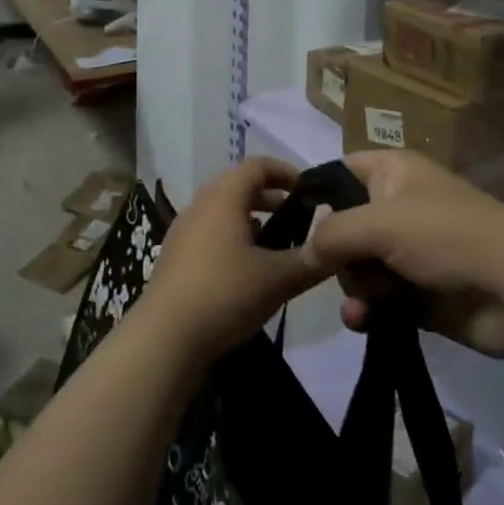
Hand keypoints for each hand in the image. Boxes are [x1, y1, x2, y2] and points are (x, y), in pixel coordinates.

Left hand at [135, 157, 334, 365]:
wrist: (163, 339)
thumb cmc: (224, 295)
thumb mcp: (278, 279)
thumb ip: (311, 261)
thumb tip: (339, 247)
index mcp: (223, 197)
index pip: (256, 165)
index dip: (284, 171)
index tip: (308, 190)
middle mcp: (200, 205)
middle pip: (237, 184)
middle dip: (269, 195)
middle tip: (296, 215)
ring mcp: (182, 231)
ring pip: (221, 210)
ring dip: (249, 217)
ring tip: (275, 242)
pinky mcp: (174, 257)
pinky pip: (208, 232)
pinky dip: (231, 236)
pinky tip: (245, 268)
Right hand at [310, 151, 503, 359]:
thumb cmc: (447, 237)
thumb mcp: (380, 223)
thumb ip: (332, 234)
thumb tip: (304, 252)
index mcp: (393, 172)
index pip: (340, 171)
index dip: (317, 194)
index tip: (295, 224)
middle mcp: (398, 206)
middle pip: (343, 226)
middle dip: (338, 253)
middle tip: (347, 267)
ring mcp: (410, 252)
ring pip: (358, 266)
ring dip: (354, 286)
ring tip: (366, 302)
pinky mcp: (419, 293)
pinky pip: (377, 298)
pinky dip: (369, 309)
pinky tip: (364, 322)